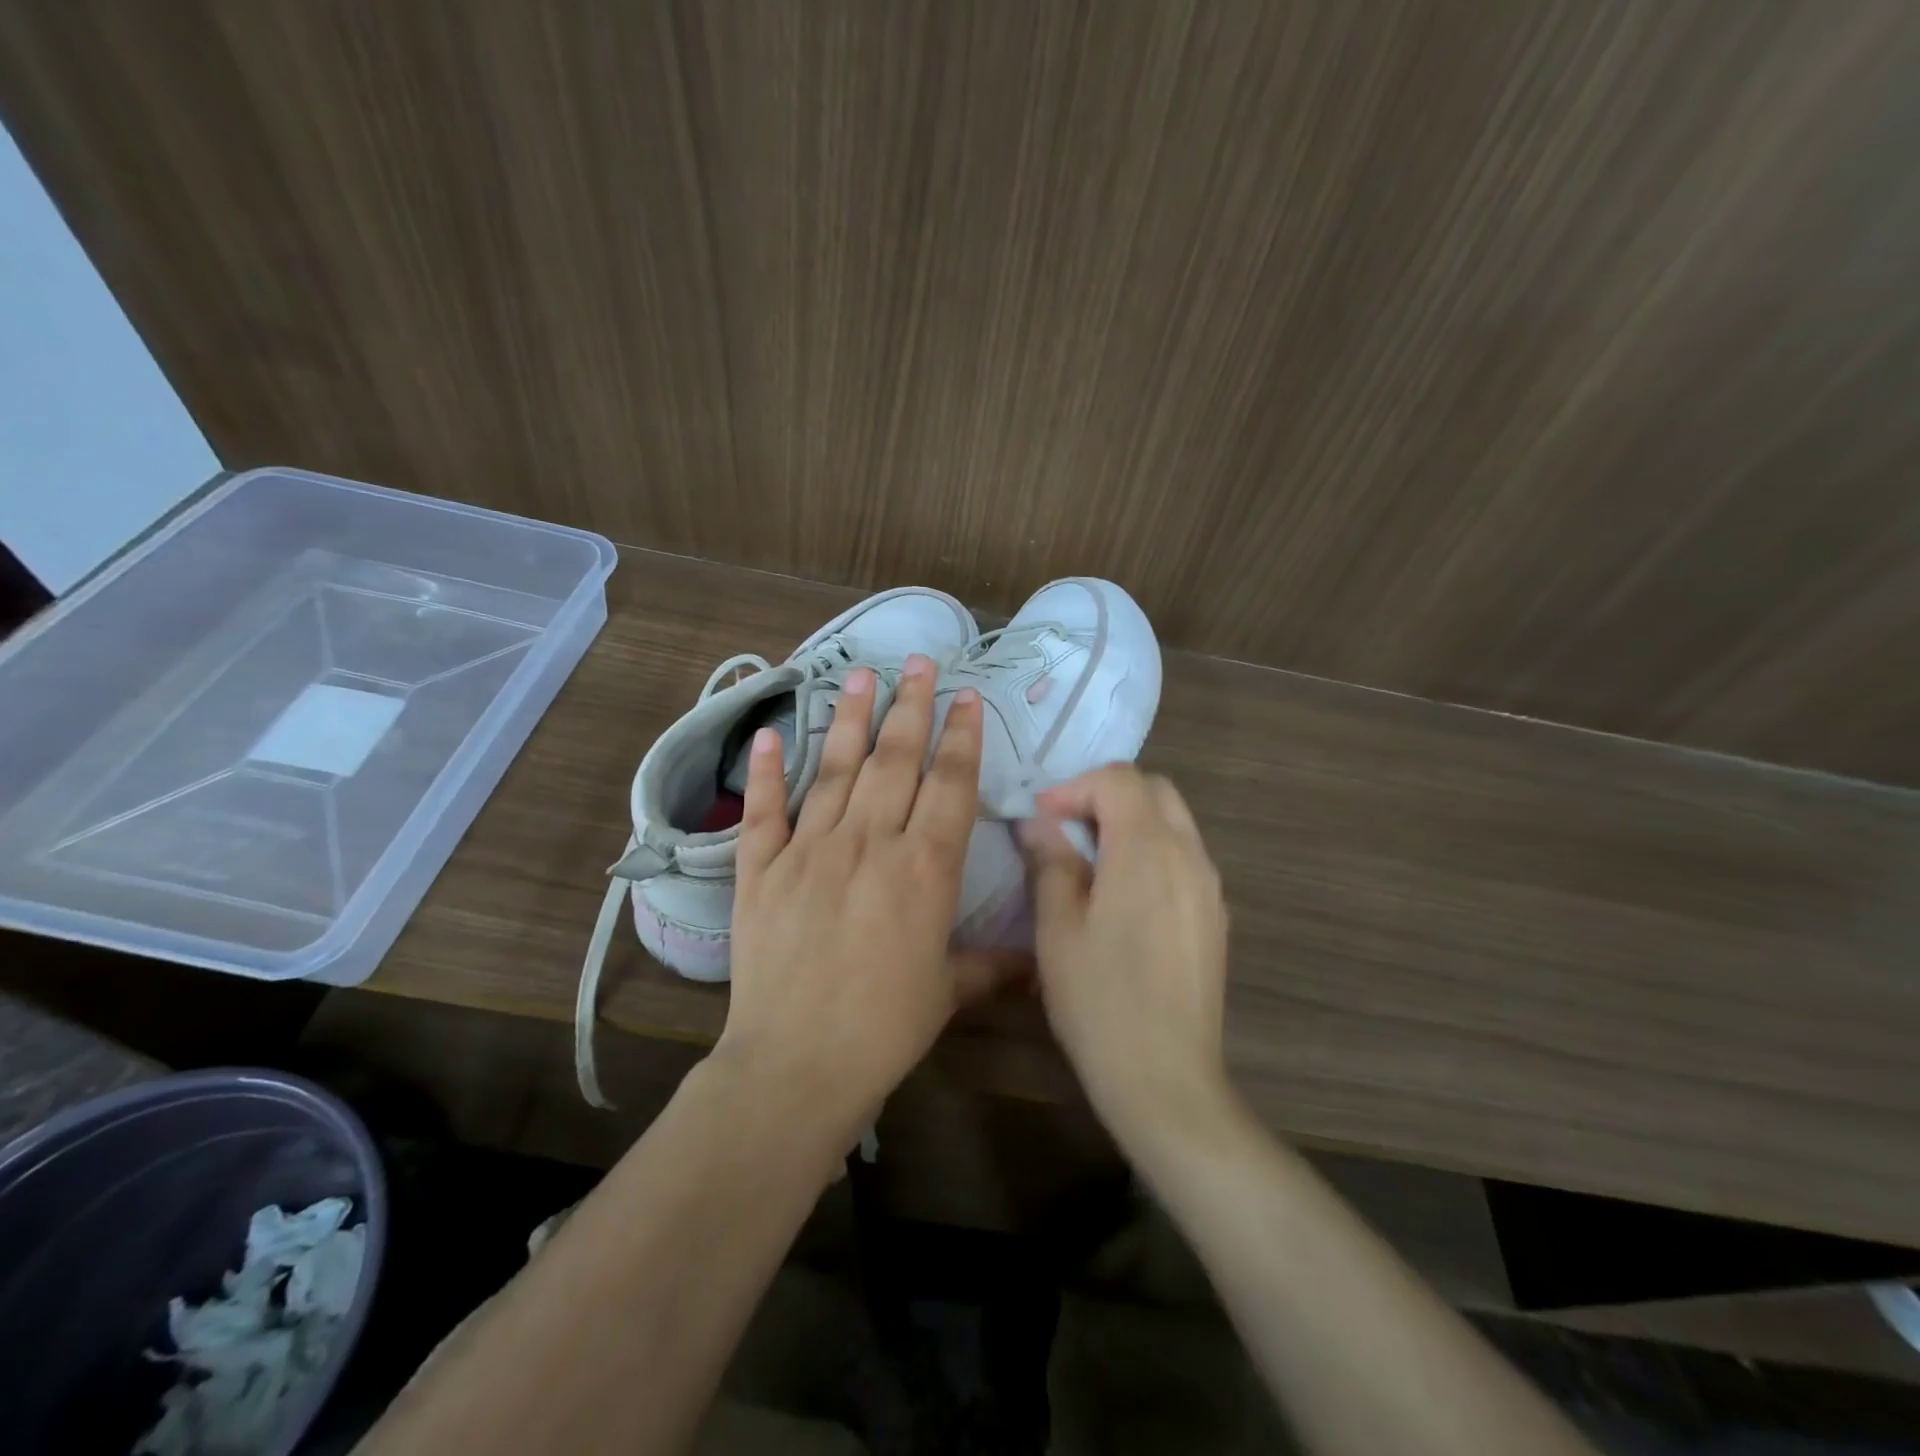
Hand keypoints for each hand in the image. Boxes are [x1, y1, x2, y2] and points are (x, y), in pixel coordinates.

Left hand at [717, 655, 1017, 1141]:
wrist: (797, 1063)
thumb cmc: (884, 1028)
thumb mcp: (948, 993)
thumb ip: (991, 964)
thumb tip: (1036, 961)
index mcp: (924, 868)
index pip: (950, 784)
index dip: (961, 736)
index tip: (966, 696)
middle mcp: (869, 843)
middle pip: (895, 759)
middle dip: (911, 706)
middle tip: (918, 662)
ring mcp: (810, 850)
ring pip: (834, 769)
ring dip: (849, 718)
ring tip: (860, 675)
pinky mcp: (761, 869)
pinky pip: (765, 811)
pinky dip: (766, 772)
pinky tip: (767, 733)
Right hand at [1022, 764, 1231, 1139]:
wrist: (1166, 1079)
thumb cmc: (1100, 1001)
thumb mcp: (1057, 928)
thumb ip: (1050, 862)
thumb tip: (1038, 824)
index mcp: (1148, 849)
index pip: (1119, 779)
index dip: (1075, 787)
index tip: (1041, 819)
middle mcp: (1190, 855)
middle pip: (1154, 790)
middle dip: (1106, 795)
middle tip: (1065, 830)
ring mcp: (1210, 886)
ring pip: (1174, 821)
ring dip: (1130, 822)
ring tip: (1089, 861)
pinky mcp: (1216, 916)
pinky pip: (1184, 857)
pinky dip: (1151, 851)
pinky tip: (1123, 896)